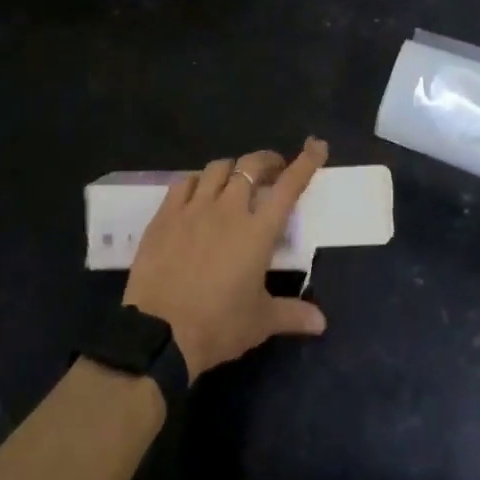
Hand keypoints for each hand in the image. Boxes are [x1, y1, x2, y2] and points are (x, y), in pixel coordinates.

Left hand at [124, 138, 329, 379]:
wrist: (158, 333)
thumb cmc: (218, 326)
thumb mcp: (260, 323)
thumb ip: (292, 314)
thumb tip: (321, 321)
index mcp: (257, 231)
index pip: (288, 187)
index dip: (305, 163)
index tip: (317, 146)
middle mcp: (228, 209)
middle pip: (251, 166)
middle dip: (267, 161)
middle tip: (273, 171)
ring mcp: (194, 208)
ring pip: (217, 168)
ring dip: (232, 169)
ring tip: (235, 181)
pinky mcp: (165, 215)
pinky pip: (184, 182)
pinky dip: (197, 181)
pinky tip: (198, 193)